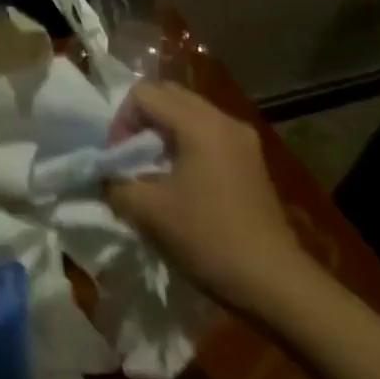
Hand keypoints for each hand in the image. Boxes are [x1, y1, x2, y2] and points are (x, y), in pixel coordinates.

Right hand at [102, 81, 313, 314]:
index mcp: (199, 125)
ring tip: (152, 168)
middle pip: (168, 95)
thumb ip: (113, 181)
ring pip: (189, 112)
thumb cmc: (208, 239)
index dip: (121, 121)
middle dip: (140, 119)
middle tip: (129, 155)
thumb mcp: (146, 211)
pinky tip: (179, 180)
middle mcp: (224, 121)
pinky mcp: (251, 160)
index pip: (144, 94)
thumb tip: (103, 173)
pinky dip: (184, 142)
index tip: (119, 158)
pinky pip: (207, 132)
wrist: (275, 284)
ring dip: (162, 130)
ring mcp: (243, 139)